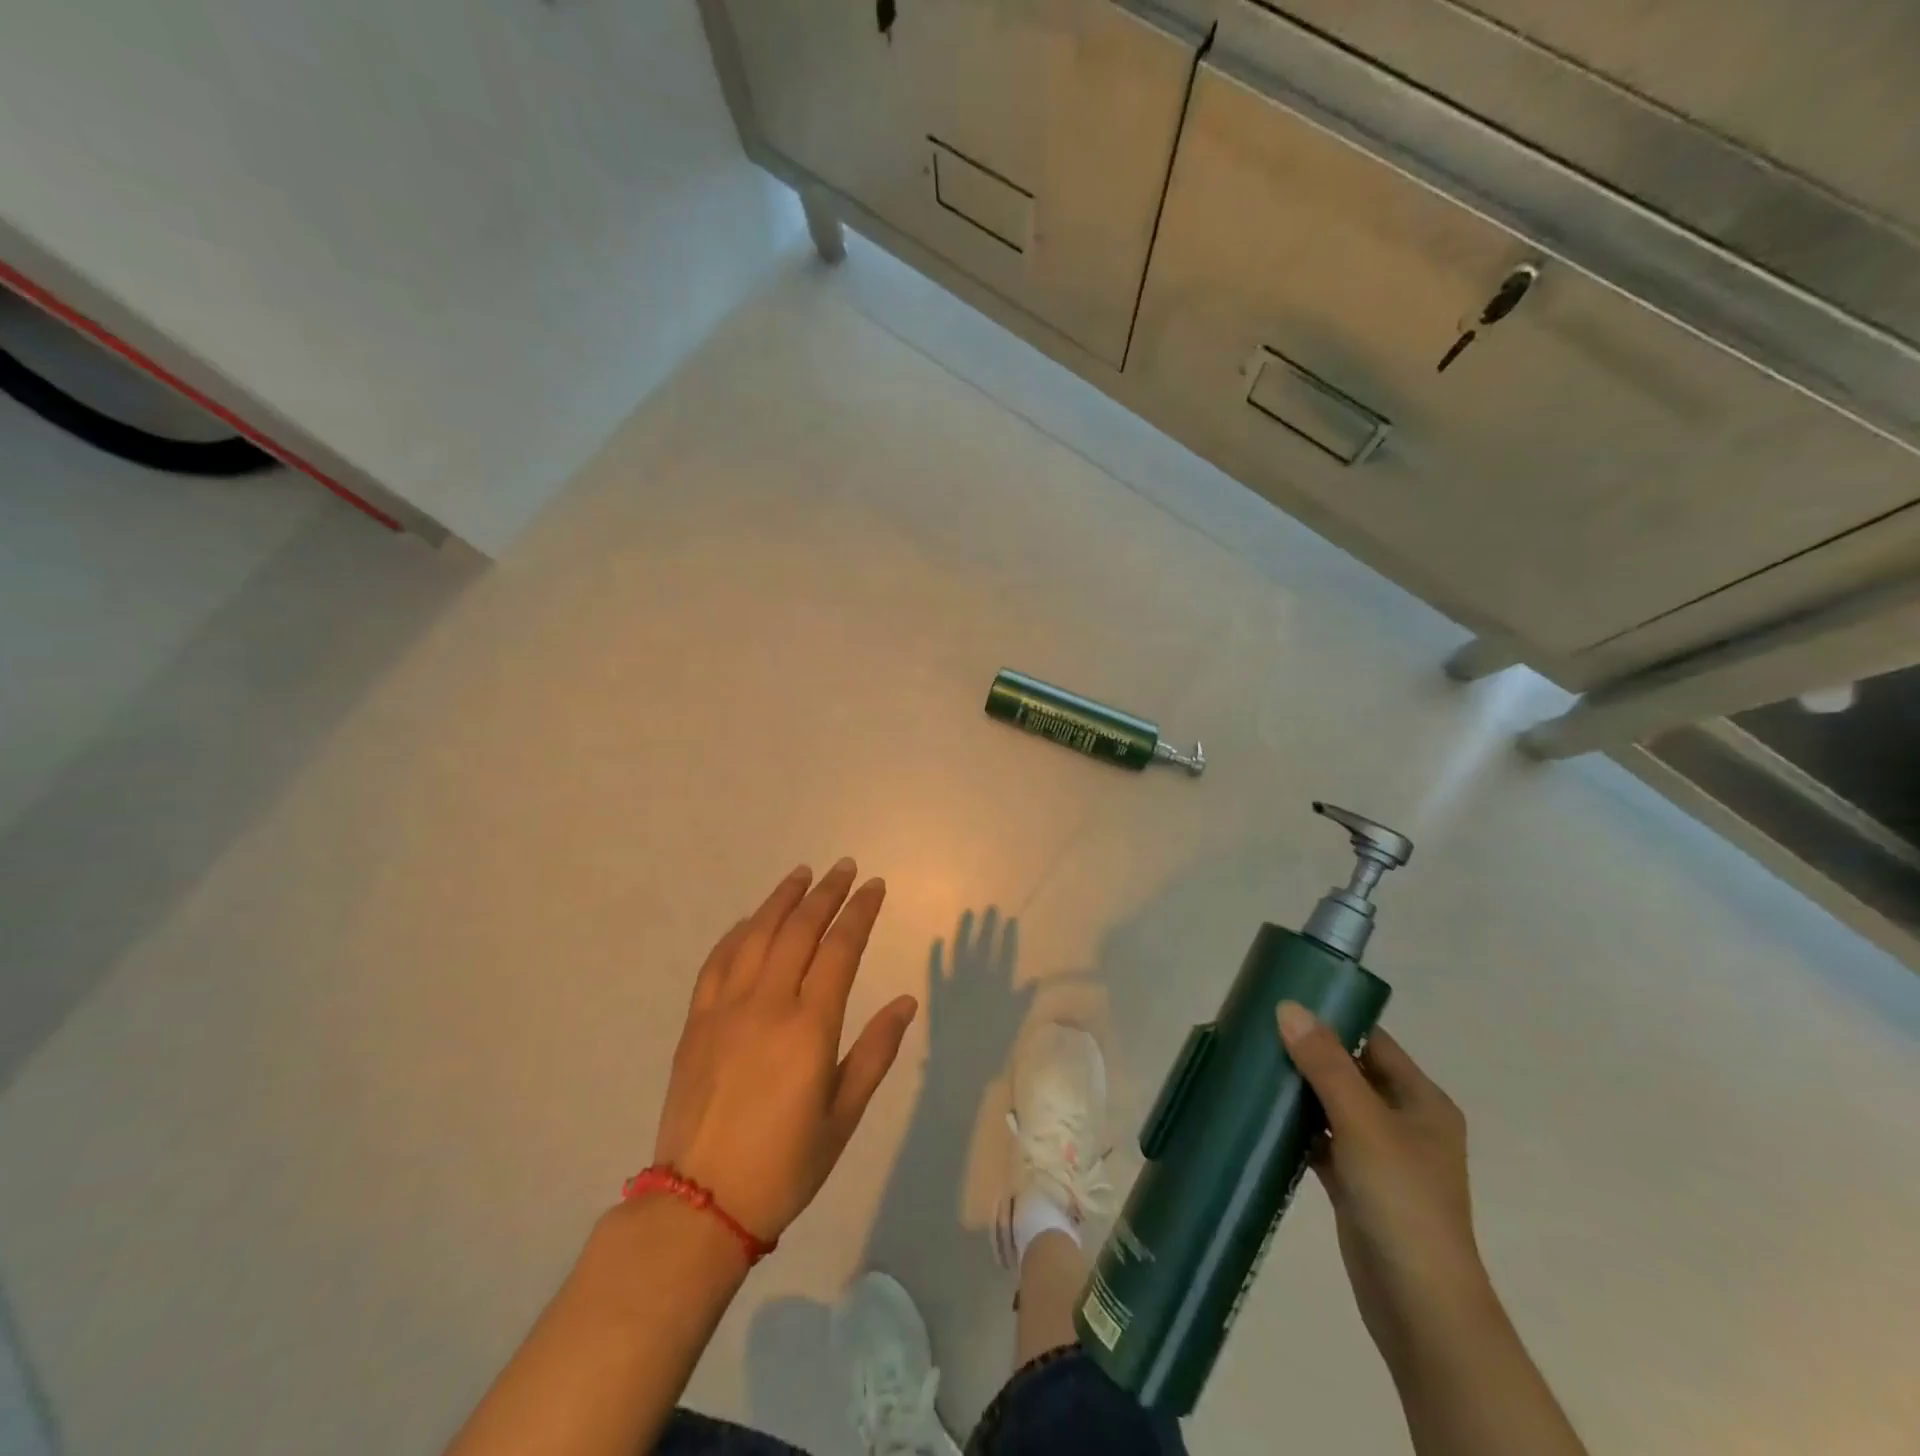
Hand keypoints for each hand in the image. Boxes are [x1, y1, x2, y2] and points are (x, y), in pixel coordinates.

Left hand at [652, 860, 917, 1242]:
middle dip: (826, 893)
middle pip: (799, 930)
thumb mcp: (843, 1115)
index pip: (840, 949)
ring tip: (802, 874)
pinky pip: (717, 962)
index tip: (874, 886)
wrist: (700, 1205)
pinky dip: (737, 933)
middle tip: (845, 868)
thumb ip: (876, 1052)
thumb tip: (906, 1001)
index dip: (859, 912)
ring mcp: (726, 1009)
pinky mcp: (696, 1022)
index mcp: (810, 1027)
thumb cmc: (785, 1165)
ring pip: (757, 935)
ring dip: (781, 899)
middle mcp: (768, 1004)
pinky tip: (749, 919)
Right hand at [1277, 1004, 1495, 1372]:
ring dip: (1299, 1090)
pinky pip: (1322, 1141)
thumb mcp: (1362, 1122)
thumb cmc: (1401, 1201)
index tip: (1284, 1002)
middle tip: (1257, 1030)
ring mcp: (1380, 1156)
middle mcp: (1404, 1122)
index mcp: (1422, 1101)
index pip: (1374, 1041)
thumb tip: (1288, 1006)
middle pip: (1350, 1072)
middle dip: (1308, 1053)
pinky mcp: (1356, 1185)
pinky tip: (1261, 1115)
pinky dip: (1297, 1128)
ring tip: (1251, 1064)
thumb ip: (1325, 1064)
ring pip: (1332, 1107)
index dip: (1333, 1019)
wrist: (1419, 1306)